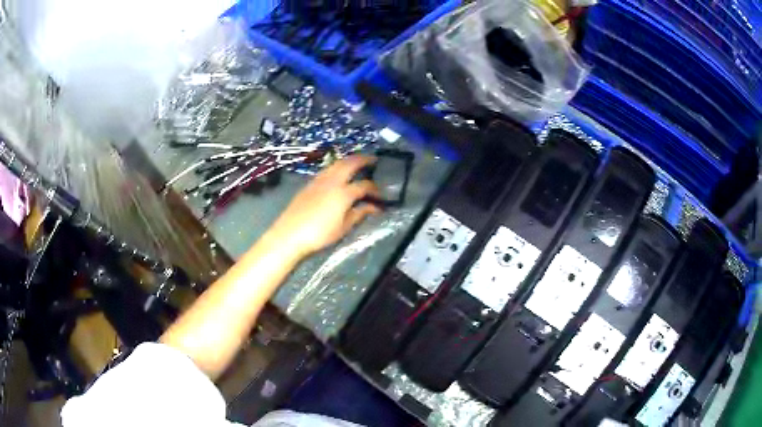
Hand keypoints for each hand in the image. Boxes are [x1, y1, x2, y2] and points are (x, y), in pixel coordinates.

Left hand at [269, 156, 381, 258]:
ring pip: (337, 163)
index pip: (364, 186)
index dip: (375, 190)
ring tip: (357, 162)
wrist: (289, 234)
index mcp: (343, 193)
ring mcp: (319, 180)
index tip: (381, 196)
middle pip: (350, 163)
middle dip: (363, 160)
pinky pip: (327, 169)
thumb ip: (359, 214)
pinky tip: (338, 173)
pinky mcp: (309, 184)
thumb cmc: (319, 235)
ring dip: (349, 160)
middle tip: (373, 160)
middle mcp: (332, 181)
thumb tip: (373, 207)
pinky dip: (337, 166)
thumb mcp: (343, 228)